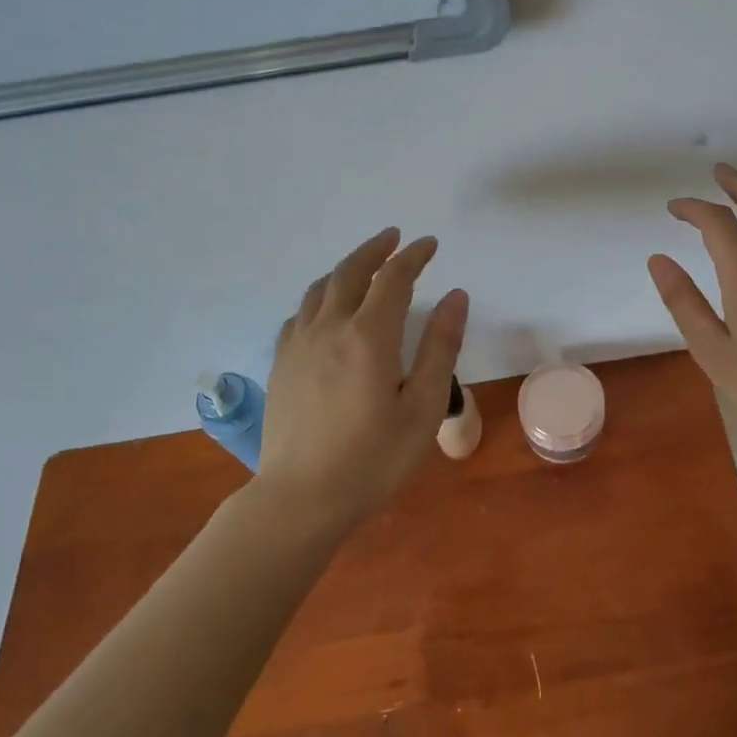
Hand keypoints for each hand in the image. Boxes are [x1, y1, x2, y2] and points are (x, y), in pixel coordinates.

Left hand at [260, 228, 468, 529]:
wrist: (301, 499)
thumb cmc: (373, 458)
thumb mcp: (423, 407)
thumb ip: (440, 348)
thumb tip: (456, 297)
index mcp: (369, 336)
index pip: (394, 278)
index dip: (413, 256)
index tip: (430, 245)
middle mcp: (329, 328)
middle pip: (351, 272)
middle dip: (376, 250)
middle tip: (394, 237)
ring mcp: (298, 345)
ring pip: (320, 289)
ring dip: (345, 268)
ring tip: (363, 265)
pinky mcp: (280, 364)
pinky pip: (299, 315)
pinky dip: (319, 298)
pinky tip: (325, 311)